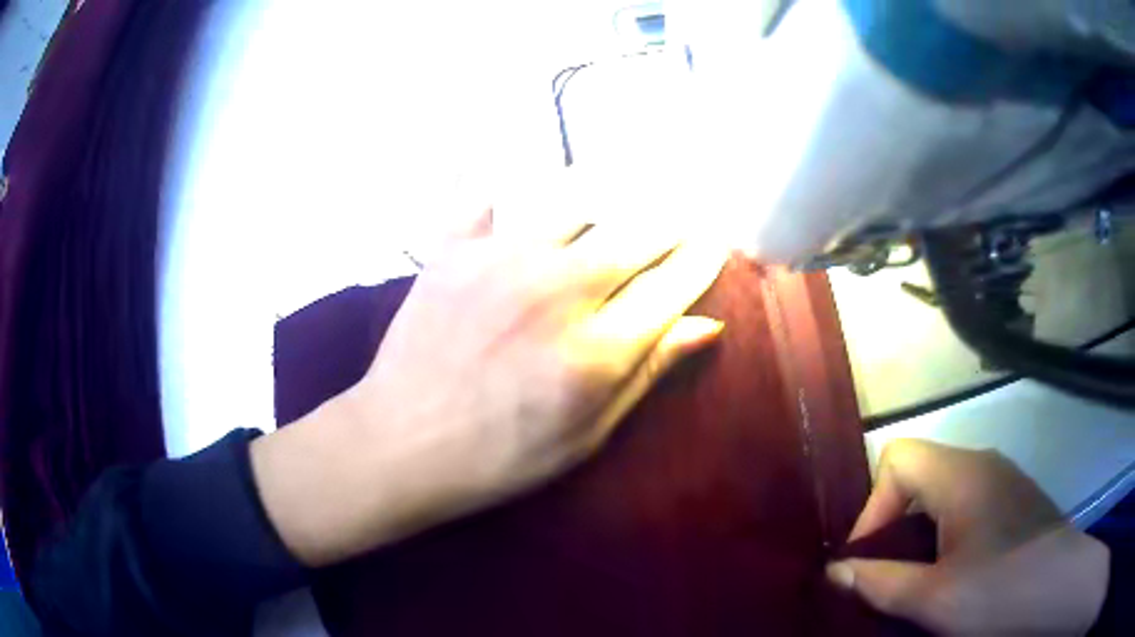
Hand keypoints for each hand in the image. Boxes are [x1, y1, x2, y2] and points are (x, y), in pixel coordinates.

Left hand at [252, 204, 728, 565]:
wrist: (401, 442)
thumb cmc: (501, 455)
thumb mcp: (587, 433)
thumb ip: (648, 371)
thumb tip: (706, 325)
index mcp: (598, 347)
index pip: (673, 284)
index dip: (701, 259)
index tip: (715, 241)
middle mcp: (558, 288)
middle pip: (635, 235)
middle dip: (666, 227)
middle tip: (674, 224)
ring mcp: (501, 260)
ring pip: (574, 207)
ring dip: (599, 213)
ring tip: (601, 222)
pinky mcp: (453, 251)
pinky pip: (486, 200)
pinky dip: (502, 198)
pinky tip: (507, 205)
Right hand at [827, 439, 1109, 635]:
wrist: (1060, 587)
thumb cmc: (998, 590)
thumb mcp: (933, 598)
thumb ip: (880, 582)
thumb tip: (834, 571)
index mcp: (961, 474)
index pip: (898, 459)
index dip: (873, 506)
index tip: (869, 558)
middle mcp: (982, 462)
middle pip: (920, 472)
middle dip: (893, 522)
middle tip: (888, 573)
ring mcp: (1003, 478)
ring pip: (944, 489)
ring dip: (920, 529)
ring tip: (918, 576)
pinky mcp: (1015, 498)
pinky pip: (968, 501)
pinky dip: (947, 530)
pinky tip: (956, 568)